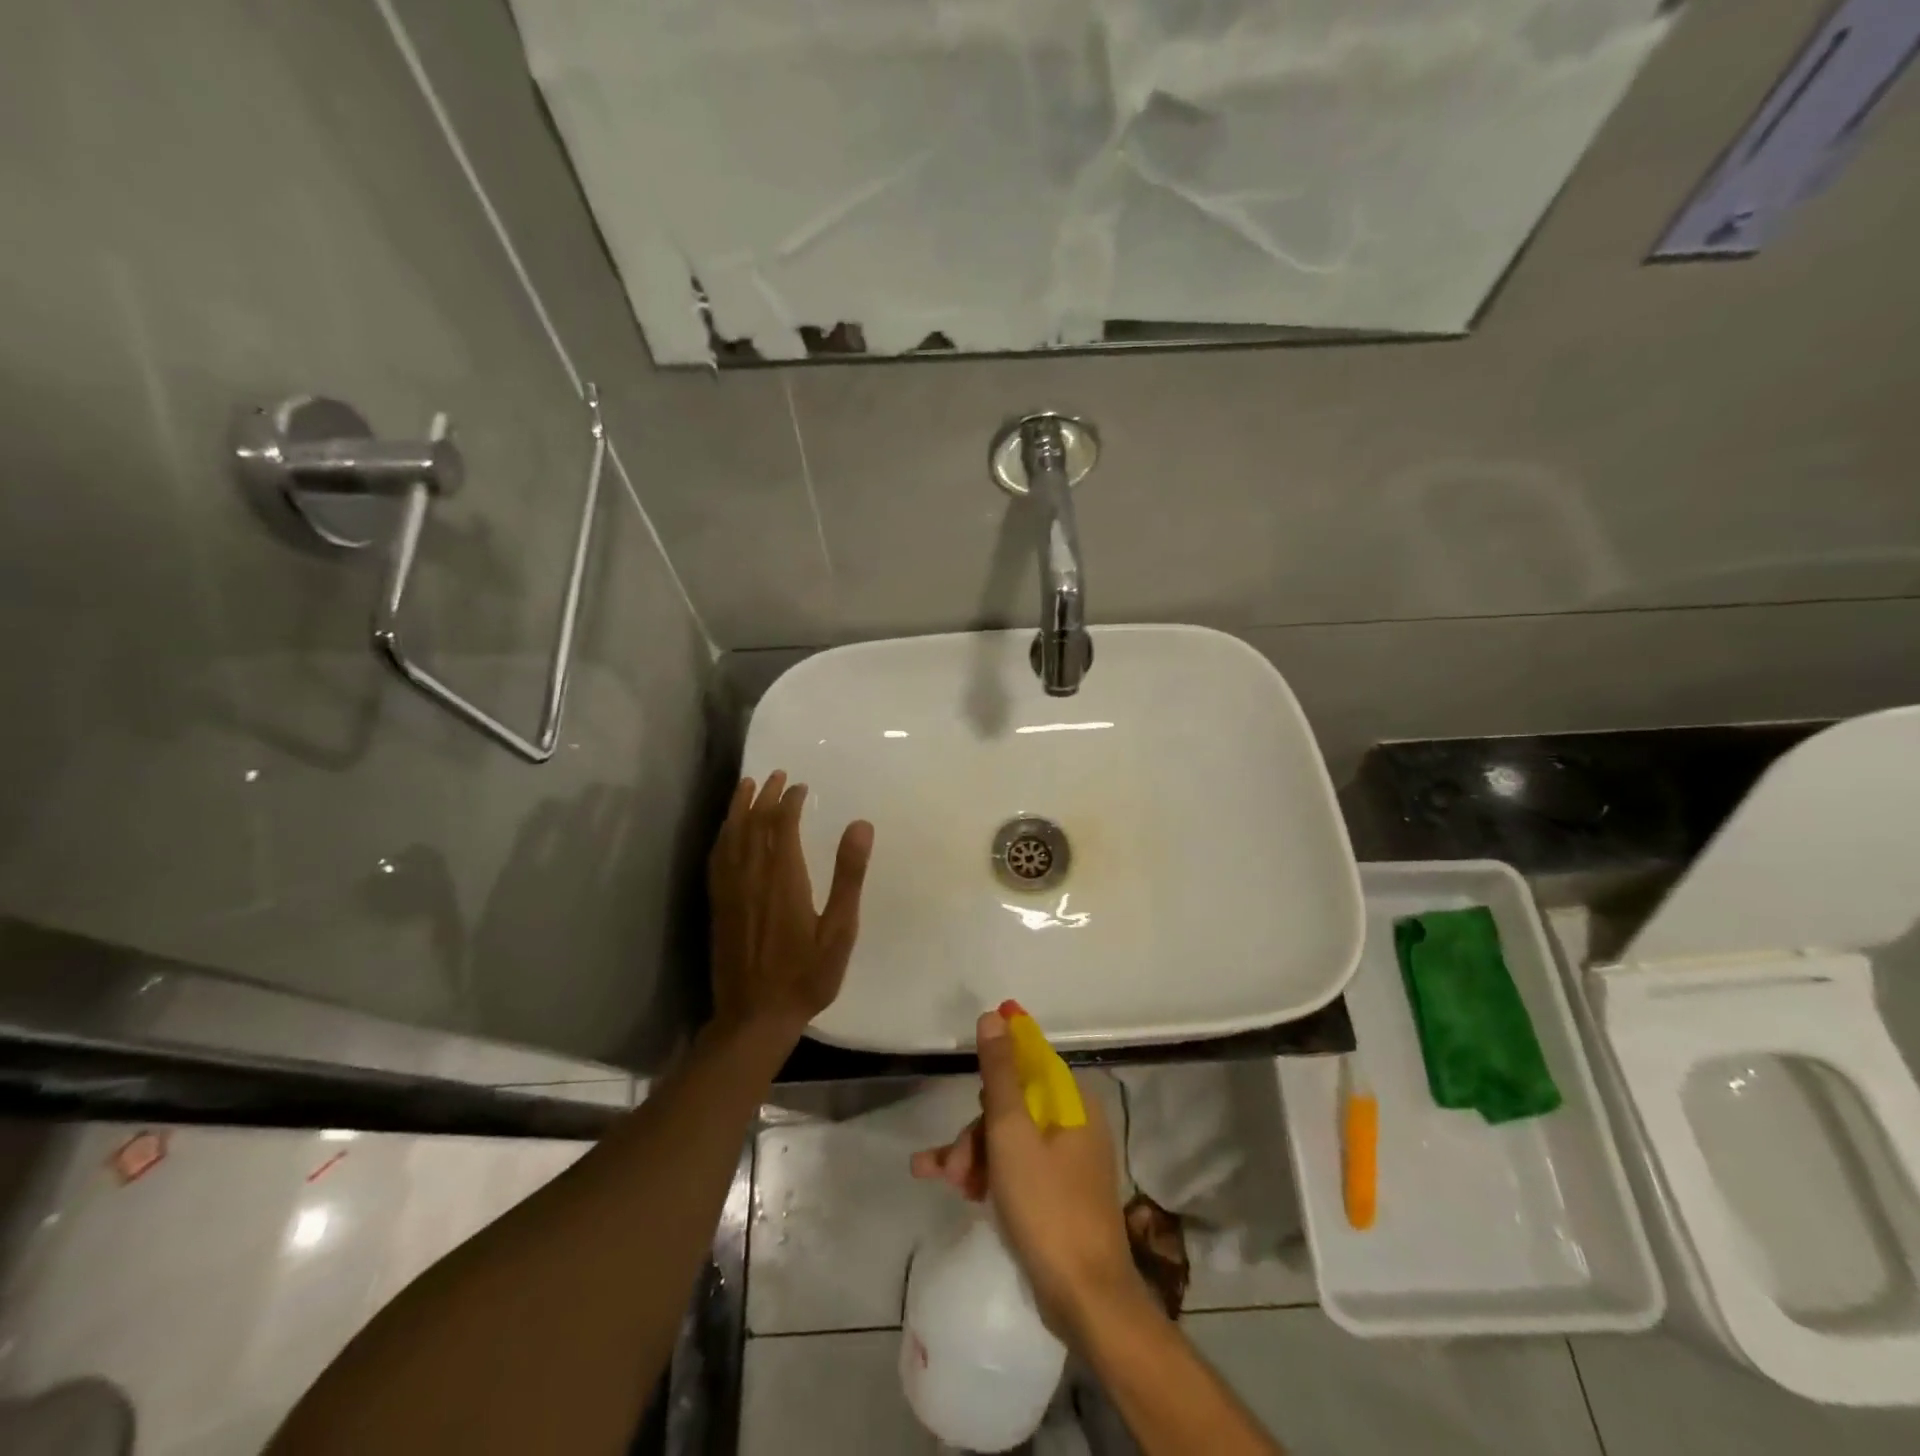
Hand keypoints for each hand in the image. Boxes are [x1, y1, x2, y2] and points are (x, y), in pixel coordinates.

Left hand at [707, 772, 873, 1044]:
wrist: (754, 1016)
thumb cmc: (806, 975)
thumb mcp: (840, 929)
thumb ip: (849, 876)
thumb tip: (860, 824)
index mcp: (784, 877)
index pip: (783, 824)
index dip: (790, 801)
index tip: (801, 786)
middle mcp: (752, 876)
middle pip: (754, 823)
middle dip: (765, 796)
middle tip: (776, 775)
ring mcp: (730, 890)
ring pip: (731, 836)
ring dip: (739, 808)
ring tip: (746, 785)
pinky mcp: (718, 905)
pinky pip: (717, 858)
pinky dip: (723, 835)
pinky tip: (726, 831)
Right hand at [911, 1009, 1140, 1333]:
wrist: (1085, 1299)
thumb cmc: (1046, 1206)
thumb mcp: (1012, 1132)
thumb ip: (1000, 1073)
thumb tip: (995, 1016)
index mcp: (1073, 1101)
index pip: (1030, 1061)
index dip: (996, 1063)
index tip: (966, 1076)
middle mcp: (1076, 1123)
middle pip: (1014, 1105)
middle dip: (975, 1130)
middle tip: (950, 1163)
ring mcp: (1069, 1161)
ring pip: (1010, 1139)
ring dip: (974, 1156)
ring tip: (943, 1181)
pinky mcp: (1059, 1195)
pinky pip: (1018, 1168)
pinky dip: (989, 1175)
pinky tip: (958, 1191)